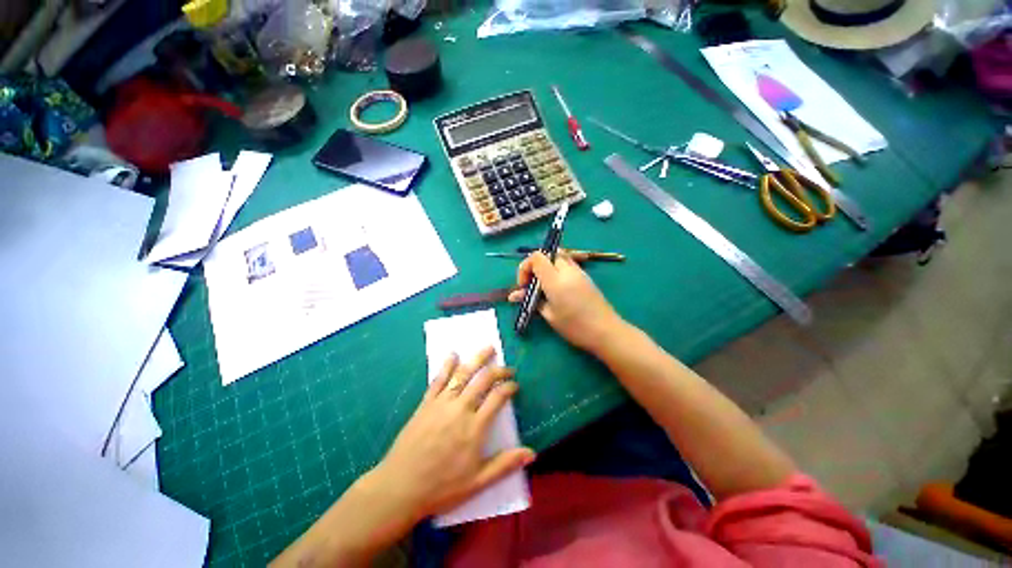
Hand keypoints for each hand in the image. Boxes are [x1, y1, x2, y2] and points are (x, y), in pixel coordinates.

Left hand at [370, 347, 534, 519]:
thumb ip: (505, 464)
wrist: (400, 487)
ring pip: (463, 374)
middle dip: (498, 370)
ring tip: (488, 348)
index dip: (509, 387)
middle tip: (507, 368)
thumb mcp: (477, 482)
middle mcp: (460, 409)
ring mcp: (442, 403)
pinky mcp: (426, 403)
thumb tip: (532, 453)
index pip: (498, 397)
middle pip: (483, 380)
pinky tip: (453, 355)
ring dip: (477, 359)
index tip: (515, 385)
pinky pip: (438, 380)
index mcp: (475, 427)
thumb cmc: (441, 487)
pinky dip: (447, 365)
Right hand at [508, 252, 623, 352]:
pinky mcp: (585, 276)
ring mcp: (579, 271)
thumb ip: (531, 300)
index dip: (525, 267)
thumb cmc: (575, 326)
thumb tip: (514, 295)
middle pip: (548, 253)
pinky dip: (557, 269)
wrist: (606, 331)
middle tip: (533, 284)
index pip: (537, 257)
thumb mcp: (549, 315)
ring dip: (547, 266)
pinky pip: (568, 264)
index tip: (524, 285)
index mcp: (555, 280)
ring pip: (559, 256)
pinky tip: (557, 287)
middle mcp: (567, 270)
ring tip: (544, 285)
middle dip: (536, 265)